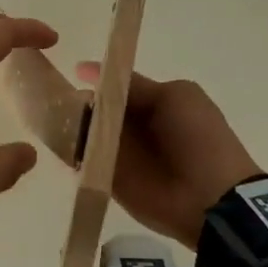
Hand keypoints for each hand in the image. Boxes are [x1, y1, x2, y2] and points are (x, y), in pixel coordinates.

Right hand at [75, 63, 261, 247]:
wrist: (212, 197)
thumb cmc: (198, 138)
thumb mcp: (173, 97)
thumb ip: (132, 85)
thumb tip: (87, 70)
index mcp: (148, 103)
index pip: (111, 87)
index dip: (92, 80)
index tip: (70, 75)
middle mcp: (129, 127)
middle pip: (92, 110)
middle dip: (74, 104)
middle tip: (57, 104)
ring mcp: (117, 155)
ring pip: (83, 135)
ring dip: (69, 129)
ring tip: (55, 125)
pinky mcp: (108, 181)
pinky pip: (83, 164)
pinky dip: (72, 156)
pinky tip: (62, 148)